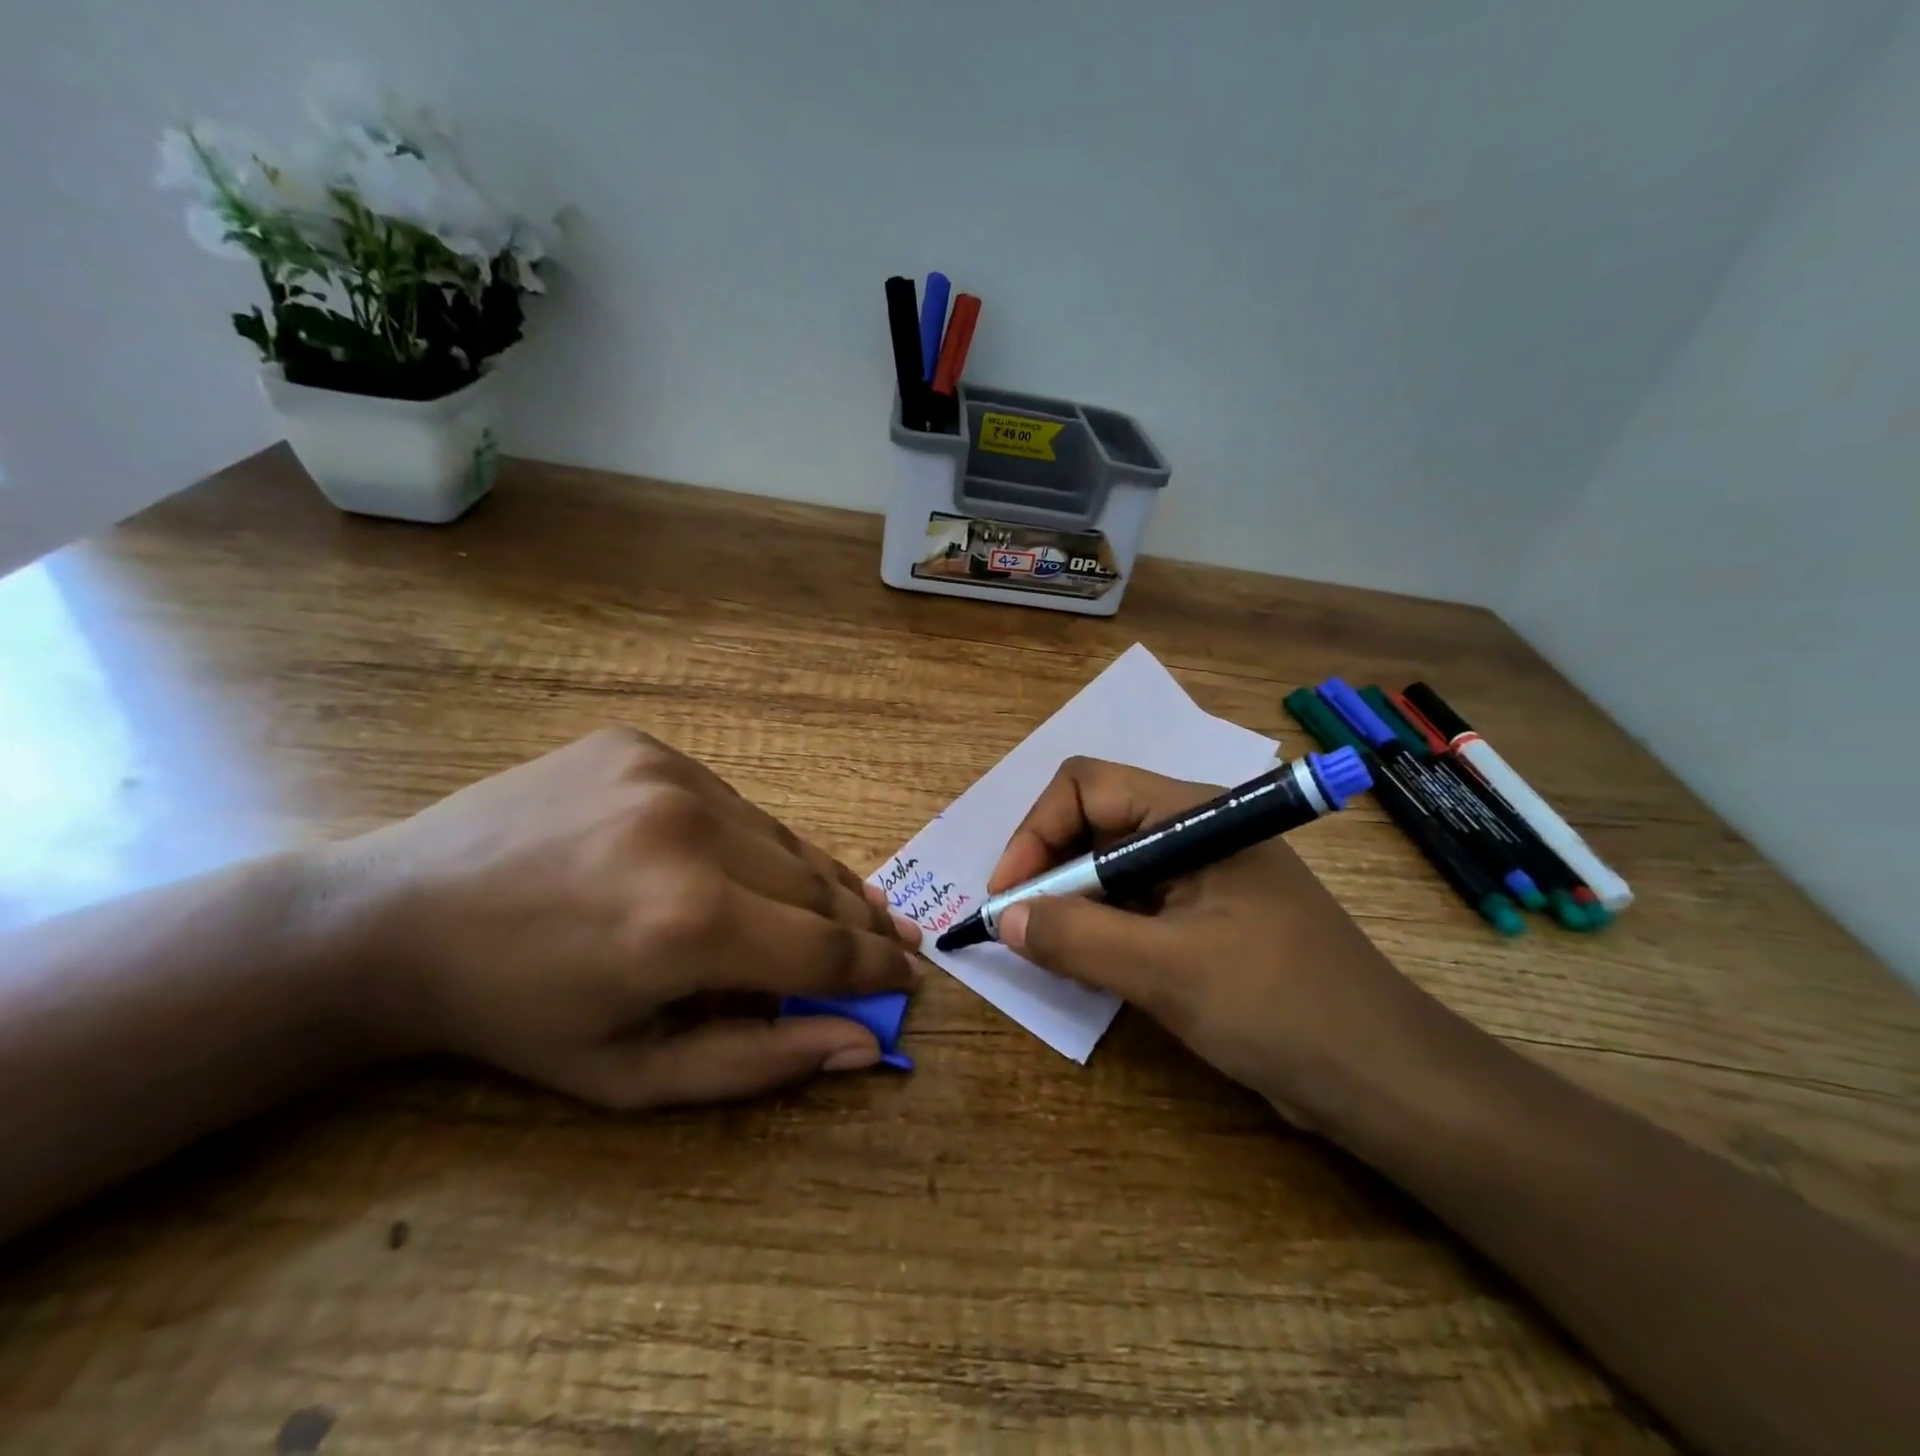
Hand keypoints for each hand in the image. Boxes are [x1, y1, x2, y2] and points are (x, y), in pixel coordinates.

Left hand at [335, 728, 922, 1107]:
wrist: (395, 917)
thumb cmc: (516, 1016)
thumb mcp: (632, 1074)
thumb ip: (759, 1062)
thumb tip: (864, 1044)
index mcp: (688, 926)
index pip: (827, 947)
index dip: (877, 967)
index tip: (907, 978)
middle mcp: (693, 834)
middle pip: (817, 884)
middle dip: (857, 924)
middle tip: (885, 945)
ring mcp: (669, 776)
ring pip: (781, 837)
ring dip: (810, 880)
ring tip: (835, 909)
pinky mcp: (645, 745)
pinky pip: (732, 802)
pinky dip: (751, 842)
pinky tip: (737, 867)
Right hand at [987, 755, 1431, 1128]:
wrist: (1385, 1078)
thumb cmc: (1280, 1007)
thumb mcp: (1168, 971)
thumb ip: (1078, 938)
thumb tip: (1006, 917)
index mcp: (1193, 815)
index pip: (1086, 786)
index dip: (1035, 832)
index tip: (1008, 896)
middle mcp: (1194, 831)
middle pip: (1094, 822)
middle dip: (1047, 868)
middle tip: (1017, 927)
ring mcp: (1202, 875)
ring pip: (1111, 866)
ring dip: (1070, 901)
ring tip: (1043, 949)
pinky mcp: (1206, 916)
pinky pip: (1134, 904)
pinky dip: (1100, 927)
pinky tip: (1085, 964)